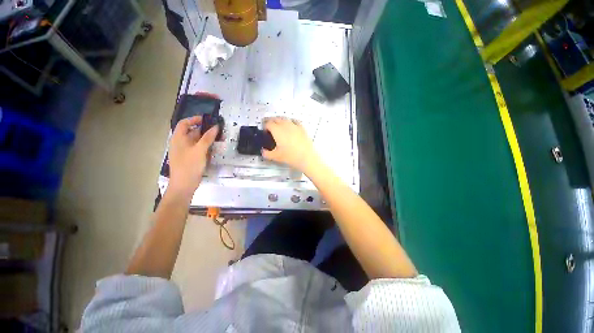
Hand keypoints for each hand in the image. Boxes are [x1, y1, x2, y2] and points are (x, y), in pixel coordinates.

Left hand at [168, 116, 217, 196]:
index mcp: (178, 139)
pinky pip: (199, 150)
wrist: (184, 185)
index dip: (194, 119)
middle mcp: (181, 143)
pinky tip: (214, 150)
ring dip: (208, 140)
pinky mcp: (191, 159)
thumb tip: (215, 127)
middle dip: (205, 131)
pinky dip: (206, 148)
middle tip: (218, 131)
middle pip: (192, 132)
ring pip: (197, 142)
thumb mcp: (200, 150)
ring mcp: (185, 152)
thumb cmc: (189, 166)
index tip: (207, 120)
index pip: (184, 123)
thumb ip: (208, 138)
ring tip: (219, 140)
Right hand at [262, 117, 317, 171]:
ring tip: (278, 124)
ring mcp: (294, 126)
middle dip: (271, 121)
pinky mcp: (302, 128)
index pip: (268, 123)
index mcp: (277, 131)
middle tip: (269, 126)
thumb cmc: (292, 156)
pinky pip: (295, 121)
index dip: (264, 126)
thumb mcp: (276, 157)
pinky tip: (291, 124)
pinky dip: (290, 121)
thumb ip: (266, 153)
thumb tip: (264, 152)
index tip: (264, 130)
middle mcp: (286, 126)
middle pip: (276, 119)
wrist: (306, 157)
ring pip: (285, 118)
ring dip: (280, 120)